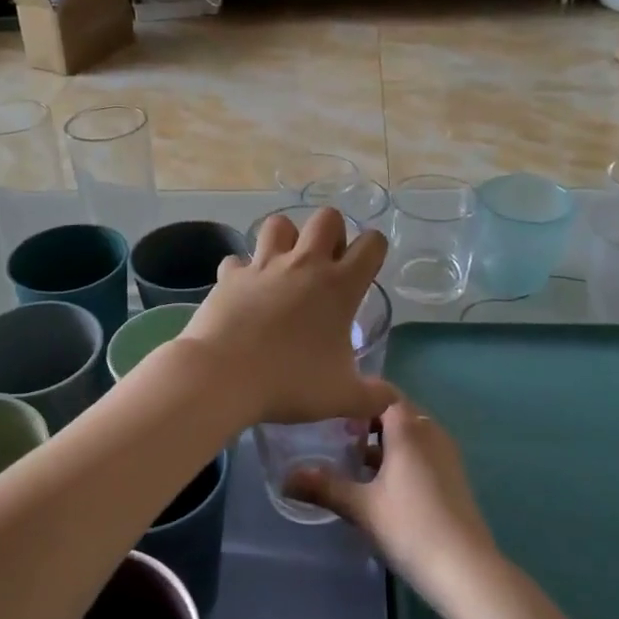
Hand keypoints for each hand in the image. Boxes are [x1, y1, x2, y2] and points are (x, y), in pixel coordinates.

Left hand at [178, 207, 394, 427]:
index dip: (374, 249)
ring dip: (285, 238)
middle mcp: (304, 265)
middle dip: (331, 232)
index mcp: (339, 286)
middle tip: (326, 266)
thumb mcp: (341, 397)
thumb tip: (394, 401)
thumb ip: (373, 397)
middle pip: (326, 217)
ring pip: (278, 224)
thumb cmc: (290, 382)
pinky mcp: (230, 275)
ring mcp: (263, 265)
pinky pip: (236, 260)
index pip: (371, 244)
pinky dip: (241, 271)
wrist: (223, 376)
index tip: (366, 269)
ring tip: (284, 267)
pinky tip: (243, 291)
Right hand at [286, 398, 497, 604]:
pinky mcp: (453, 479)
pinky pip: (422, 454)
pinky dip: (400, 459)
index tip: (331, 406)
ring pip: (410, 436)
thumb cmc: (411, 527)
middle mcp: (430, 432)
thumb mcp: (362, 507)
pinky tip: (380, 486)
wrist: (467, 571)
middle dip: (367, 420)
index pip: (383, 392)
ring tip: (352, 460)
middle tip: (335, 433)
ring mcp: (446, 456)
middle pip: (396, 413)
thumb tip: (285, 478)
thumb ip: (324, 487)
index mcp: (409, 428)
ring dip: (384, 443)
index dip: (358, 395)